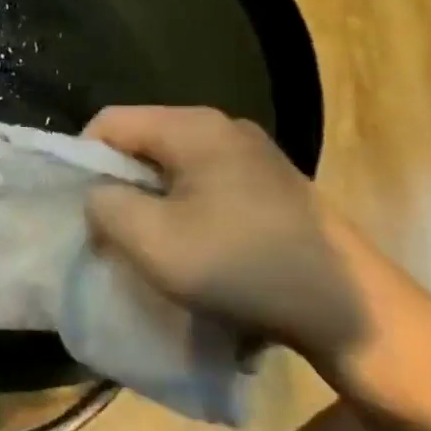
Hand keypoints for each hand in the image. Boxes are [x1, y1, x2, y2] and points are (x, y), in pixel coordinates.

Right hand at [82, 107, 368, 377]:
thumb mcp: (151, 241)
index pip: (110, 122)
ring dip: (152, 199)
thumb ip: (105, 206)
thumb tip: (100, 196)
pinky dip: (186, 207)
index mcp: (192, 127)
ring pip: (174, 164)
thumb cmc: (239, 266)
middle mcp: (223, 126)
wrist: (348, 309)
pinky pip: (206, 181)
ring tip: (151, 242)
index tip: (84, 207)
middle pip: (143, 141)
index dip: (83, 160)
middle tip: (114, 230)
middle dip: (119, 183)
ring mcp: (254, 153)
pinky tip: (196, 246)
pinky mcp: (273, 183)